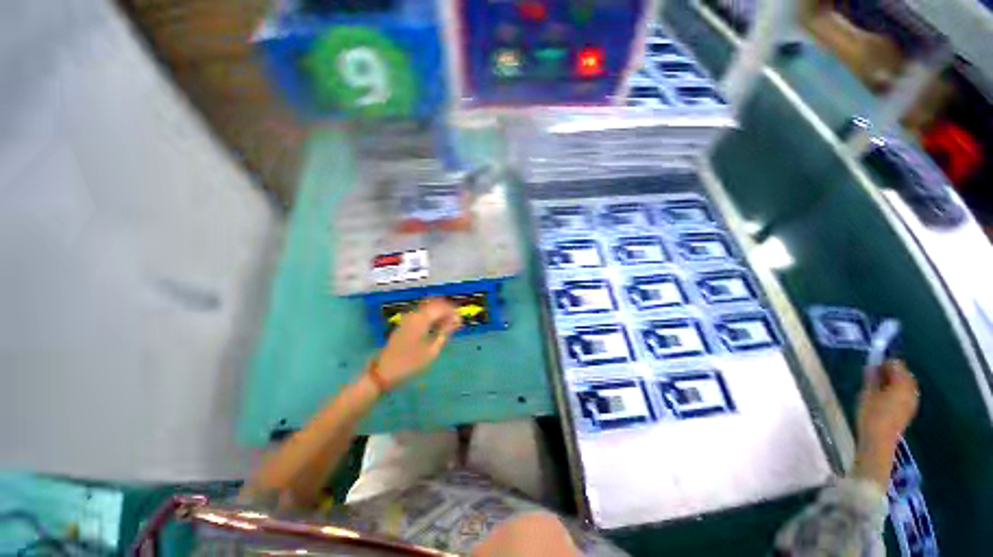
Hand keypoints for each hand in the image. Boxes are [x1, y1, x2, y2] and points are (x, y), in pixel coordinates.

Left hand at [372, 298, 461, 389]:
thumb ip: (444, 333)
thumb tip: (454, 322)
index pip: (442, 307)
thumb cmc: (410, 363)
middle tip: (456, 322)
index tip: (461, 321)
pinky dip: (432, 316)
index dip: (453, 312)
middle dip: (447, 310)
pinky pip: (422, 314)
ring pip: (428, 308)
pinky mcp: (405, 323)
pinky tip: (437, 327)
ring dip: (439, 313)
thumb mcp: (431, 350)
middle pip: (435, 304)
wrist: (384, 372)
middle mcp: (414, 314)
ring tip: (448, 325)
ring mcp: (408, 318)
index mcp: (421, 319)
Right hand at [853, 360, 919, 487]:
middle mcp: (911, 390)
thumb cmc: (871, 414)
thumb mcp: (867, 394)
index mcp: (902, 384)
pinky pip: (905, 394)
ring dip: (893, 382)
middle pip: (904, 374)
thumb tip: (872, 366)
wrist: (879, 440)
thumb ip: (872, 378)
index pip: (896, 364)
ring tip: (878, 386)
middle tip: (874, 374)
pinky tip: (885, 397)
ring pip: (905, 385)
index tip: (872, 365)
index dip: (884, 362)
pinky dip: (896, 391)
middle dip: (891, 372)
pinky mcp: (909, 410)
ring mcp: (912, 401)